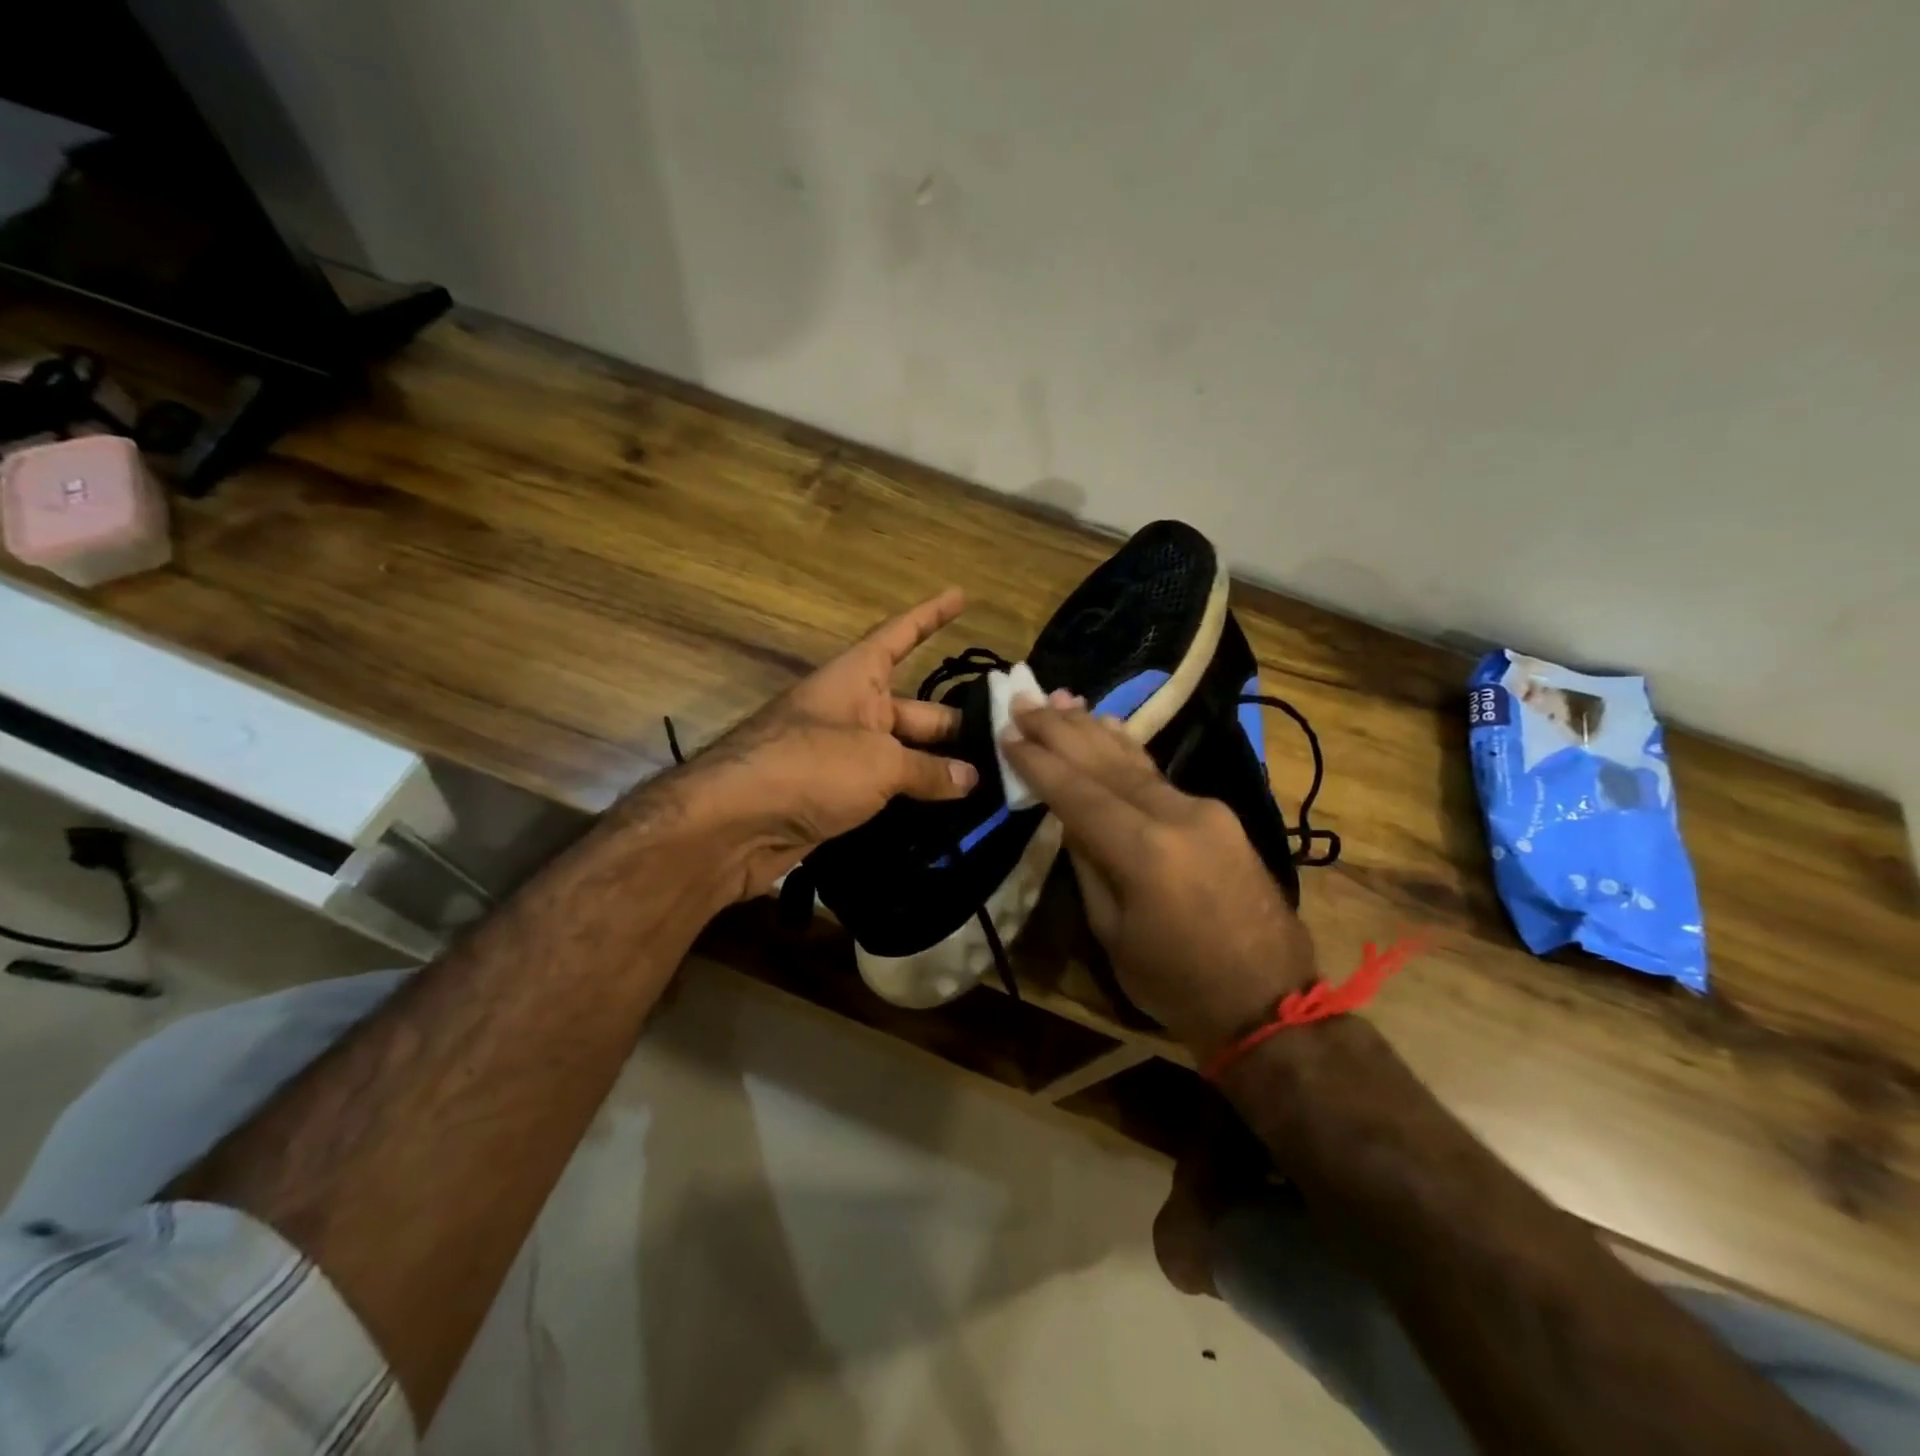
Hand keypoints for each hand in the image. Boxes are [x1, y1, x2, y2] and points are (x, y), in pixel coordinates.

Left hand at [653, 588, 979, 901]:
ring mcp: (843, 756)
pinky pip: (887, 790)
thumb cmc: (809, 766)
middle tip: (1008, 741)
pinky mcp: (837, 797)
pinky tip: (952, 814)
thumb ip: (928, 770)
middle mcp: (851, 711)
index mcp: (855, 679)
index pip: (900, 636)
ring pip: (904, 755)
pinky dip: (916, 799)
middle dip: (956, 724)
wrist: (735, 824)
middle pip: (915, 710)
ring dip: (941, 769)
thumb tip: (970, 780)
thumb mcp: (879, 762)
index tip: (962, 595)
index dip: (931, 615)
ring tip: (993, 783)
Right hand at [1001, 701, 1317, 1054]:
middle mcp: (1177, 816)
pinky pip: (1160, 776)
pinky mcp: (1219, 815)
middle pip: (1106, 763)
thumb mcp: (1113, 932)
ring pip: (1136, 761)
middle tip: (1024, 701)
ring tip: (1060, 700)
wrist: (1269, 1002)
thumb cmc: (1177, 983)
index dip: (1040, 763)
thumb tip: (1070, 819)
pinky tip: (1109, 726)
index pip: (1079, 793)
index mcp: (1145, 852)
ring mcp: (1204, 810)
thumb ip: (1089, 865)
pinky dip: (1128, 750)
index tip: (1008, 734)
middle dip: (1060, 731)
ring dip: (1094, 730)